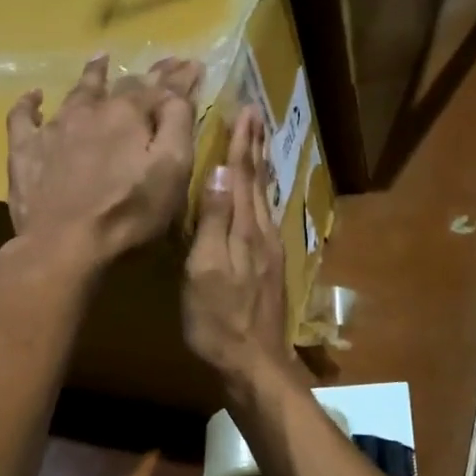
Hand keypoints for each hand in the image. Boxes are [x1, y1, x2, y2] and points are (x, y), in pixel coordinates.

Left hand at [7, 55, 200, 270]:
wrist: (64, 245)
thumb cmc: (129, 213)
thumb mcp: (173, 171)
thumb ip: (178, 126)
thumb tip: (176, 92)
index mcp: (129, 115)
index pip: (161, 87)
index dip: (179, 76)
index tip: (194, 64)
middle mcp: (91, 111)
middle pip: (122, 85)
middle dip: (147, 75)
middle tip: (163, 64)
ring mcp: (54, 128)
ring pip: (76, 92)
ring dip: (93, 75)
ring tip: (101, 60)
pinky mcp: (25, 151)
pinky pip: (23, 117)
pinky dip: (30, 103)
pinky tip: (36, 96)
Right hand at [183, 106, 294, 391]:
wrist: (254, 365)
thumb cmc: (219, 320)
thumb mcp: (206, 270)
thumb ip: (215, 221)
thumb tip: (222, 173)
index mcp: (246, 230)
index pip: (243, 176)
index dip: (242, 144)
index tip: (246, 111)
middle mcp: (263, 235)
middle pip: (259, 183)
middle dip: (256, 148)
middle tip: (256, 117)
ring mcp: (270, 254)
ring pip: (264, 200)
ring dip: (260, 170)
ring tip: (257, 147)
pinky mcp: (269, 270)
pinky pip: (264, 220)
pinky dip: (260, 198)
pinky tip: (257, 201)